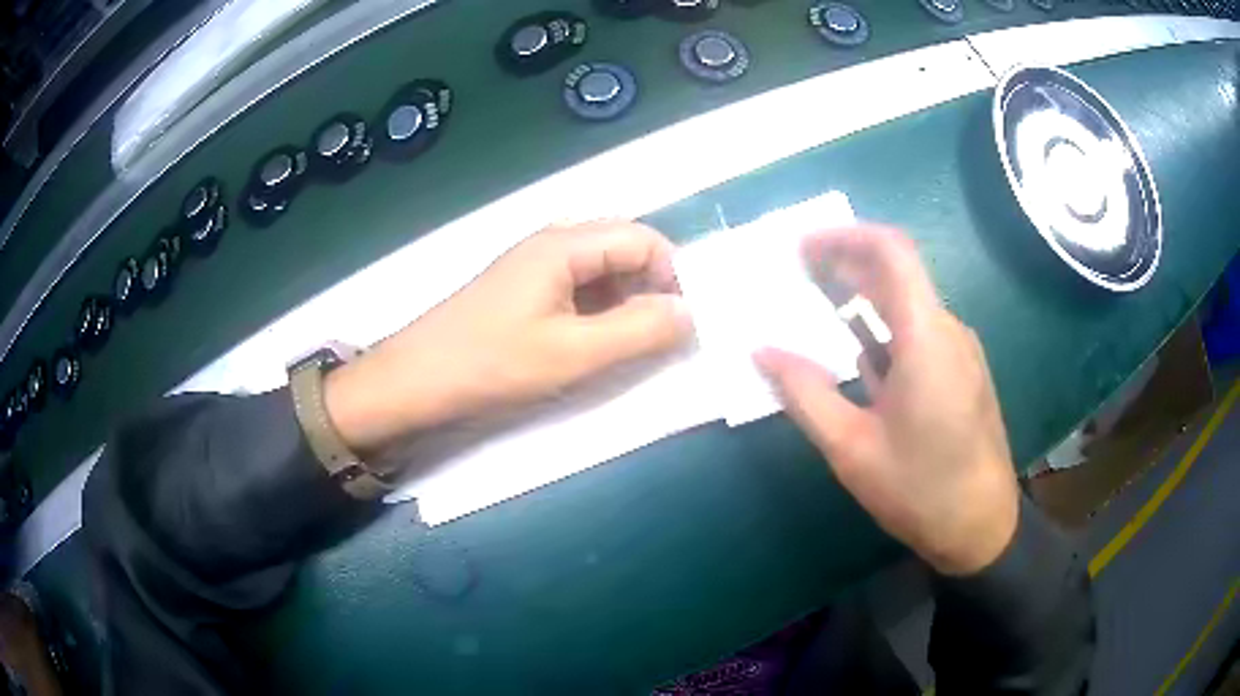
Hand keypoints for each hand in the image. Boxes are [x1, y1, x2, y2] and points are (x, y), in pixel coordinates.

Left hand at [324, 220, 692, 457]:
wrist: (416, 382)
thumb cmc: (492, 363)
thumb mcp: (574, 353)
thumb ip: (639, 331)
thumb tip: (690, 312)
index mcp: (565, 244)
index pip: (643, 238)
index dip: (674, 273)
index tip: (688, 318)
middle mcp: (552, 243)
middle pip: (623, 248)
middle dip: (653, 285)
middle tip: (667, 333)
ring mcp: (535, 266)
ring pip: (601, 270)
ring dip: (627, 300)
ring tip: (637, 342)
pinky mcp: (524, 291)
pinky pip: (578, 288)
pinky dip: (600, 310)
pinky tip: (599, 341)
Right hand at [754, 226, 1019, 575]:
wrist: (982, 528)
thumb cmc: (919, 490)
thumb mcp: (851, 447)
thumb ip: (805, 393)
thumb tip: (760, 352)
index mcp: (926, 338)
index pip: (892, 251)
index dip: (844, 236)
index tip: (801, 248)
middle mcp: (949, 330)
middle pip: (899, 271)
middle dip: (846, 263)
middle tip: (797, 276)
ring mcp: (960, 351)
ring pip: (909, 302)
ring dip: (864, 296)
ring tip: (817, 310)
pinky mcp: (963, 371)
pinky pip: (920, 331)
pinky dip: (884, 326)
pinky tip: (858, 355)